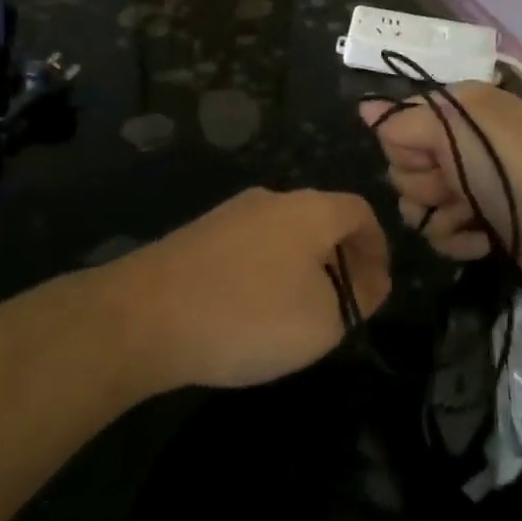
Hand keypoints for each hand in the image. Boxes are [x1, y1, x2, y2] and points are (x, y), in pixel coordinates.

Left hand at [95, 188, 391, 391]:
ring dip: (301, 266)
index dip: (376, 248)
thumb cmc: (250, 316)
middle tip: (340, 305)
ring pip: (283, 233)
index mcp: (310, 210)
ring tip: (297, 313)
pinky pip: (249, 246)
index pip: (360, 212)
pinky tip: (250, 310)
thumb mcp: (324, 321)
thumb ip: (359, 298)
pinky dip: (265, 271)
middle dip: (339, 259)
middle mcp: (271, 199)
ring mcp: (230, 213)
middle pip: (320, 219)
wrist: (145, 315)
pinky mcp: (198, 233)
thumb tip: (370, 280)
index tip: (376, 287)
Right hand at [361, 82, 521, 298]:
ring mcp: (471, 186)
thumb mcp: (454, 129)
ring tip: (469, 217)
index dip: (405, 146)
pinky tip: (481, 239)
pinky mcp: (479, 224)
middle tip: (453, 185)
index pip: (398, 125)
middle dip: (422, 183)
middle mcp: (461, 145)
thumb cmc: (508, 168)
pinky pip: (440, 232)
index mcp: (458, 112)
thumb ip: (403, 122)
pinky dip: (458, 238)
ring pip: (416, 204)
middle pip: (402, 167)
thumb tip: (363, 108)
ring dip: (438, 215)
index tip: (428, 156)